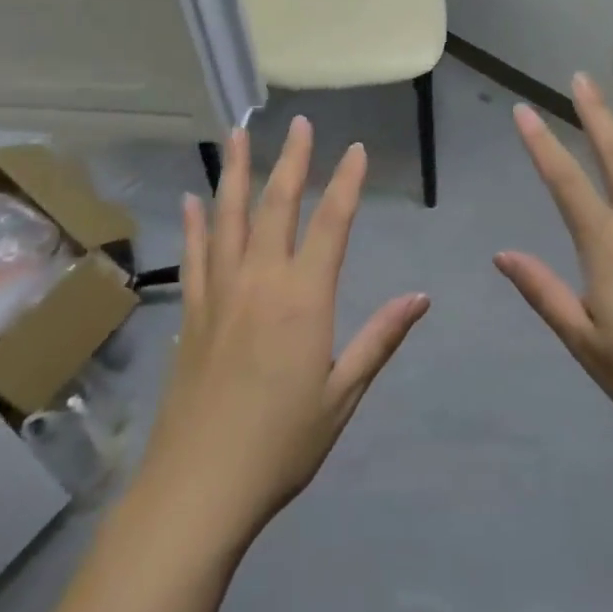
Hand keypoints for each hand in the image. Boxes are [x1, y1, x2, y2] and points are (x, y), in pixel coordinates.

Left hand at [136, 118, 429, 542]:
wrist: (198, 488)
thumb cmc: (281, 444)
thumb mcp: (342, 395)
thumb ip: (380, 338)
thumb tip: (421, 297)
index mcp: (303, 298)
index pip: (331, 224)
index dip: (347, 183)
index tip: (356, 149)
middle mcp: (260, 281)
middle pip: (277, 205)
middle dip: (292, 160)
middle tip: (300, 123)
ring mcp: (219, 293)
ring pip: (228, 217)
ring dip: (234, 172)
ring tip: (238, 133)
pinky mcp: (191, 313)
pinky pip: (195, 255)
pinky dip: (196, 223)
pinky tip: (193, 198)